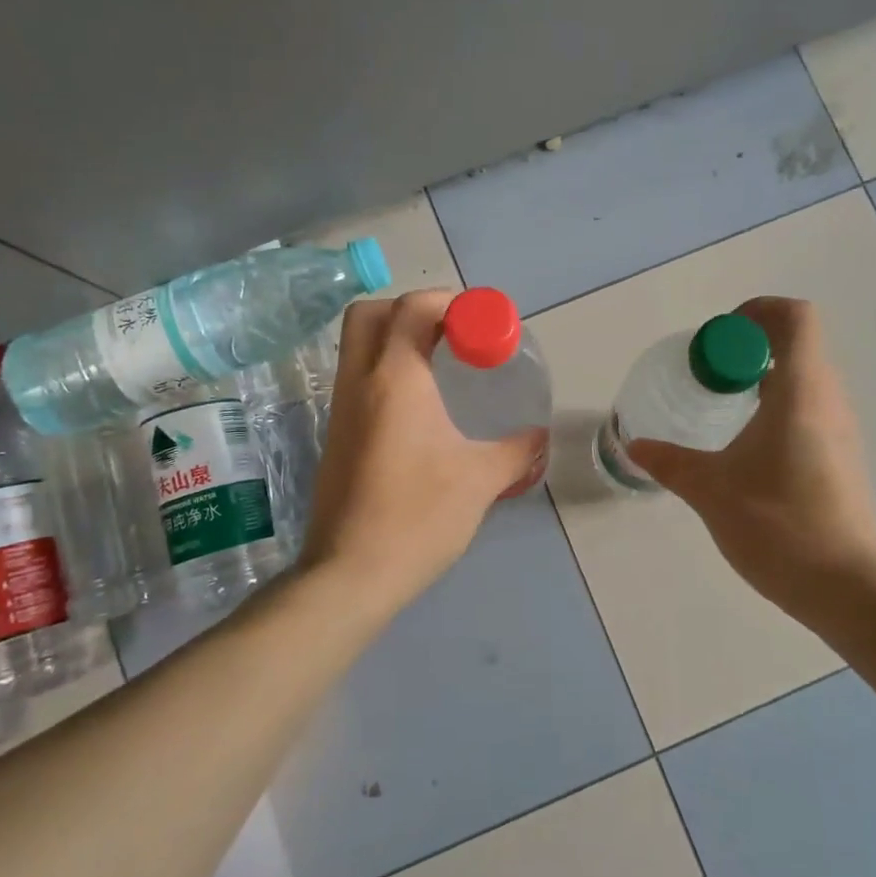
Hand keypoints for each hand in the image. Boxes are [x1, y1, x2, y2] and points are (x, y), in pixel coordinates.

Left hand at [300, 290, 539, 602]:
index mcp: (395, 379)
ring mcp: (340, 409)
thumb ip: (516, 450)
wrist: (351, 574)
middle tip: (454, 334)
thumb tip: (539, 437)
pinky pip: (357, 378)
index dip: (451, 302)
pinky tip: (420, 406)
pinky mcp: (336, 435)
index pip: (413, 307)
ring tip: (443, 366)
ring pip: (358, 345)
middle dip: (412, 310)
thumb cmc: (419, 517)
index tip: (483, 324)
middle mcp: (359, 382)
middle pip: (371, 313)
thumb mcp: (480, 480)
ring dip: (396, 338)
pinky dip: (386, 370)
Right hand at [627, 297, 875, 608]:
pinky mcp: (841, 458)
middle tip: (707, 375)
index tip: (717, 339)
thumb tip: (636, 446)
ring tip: (721, 409)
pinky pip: (809, 409)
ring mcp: (840, 430)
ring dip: (762, 378)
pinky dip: (777, 407)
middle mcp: (828, 400)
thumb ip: (670, 462)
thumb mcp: (711, 490)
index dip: (757, 312)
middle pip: (797, 344)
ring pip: (804, 379)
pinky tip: (747, 448)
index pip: (795, 318)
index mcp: (801, 391)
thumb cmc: (778, 525)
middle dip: (748, 348)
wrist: (846, 588)